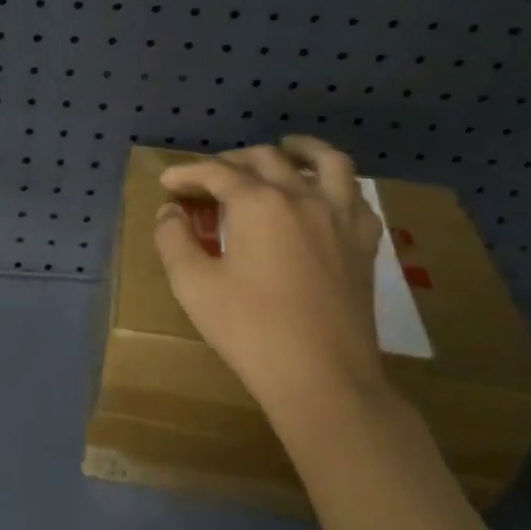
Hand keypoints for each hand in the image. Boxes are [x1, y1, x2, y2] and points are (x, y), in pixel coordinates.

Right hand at [153, 137, 388, 429]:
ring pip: (327, 162)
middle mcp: (303, 197)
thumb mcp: (193, 285)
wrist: (323, 379)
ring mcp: (340, 218)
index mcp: (259, 203)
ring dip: (301, 150)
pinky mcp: (364, 244)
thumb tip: (170, 212)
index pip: (217, 173)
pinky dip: (337, 185)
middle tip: (208, 179)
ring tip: (284, 150)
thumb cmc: (251, 330)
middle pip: (265, 159)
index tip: (167, 184)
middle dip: (230, 162)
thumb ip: (173, 239)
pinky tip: (325, 195)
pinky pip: (356, 197)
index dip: (187, 174)